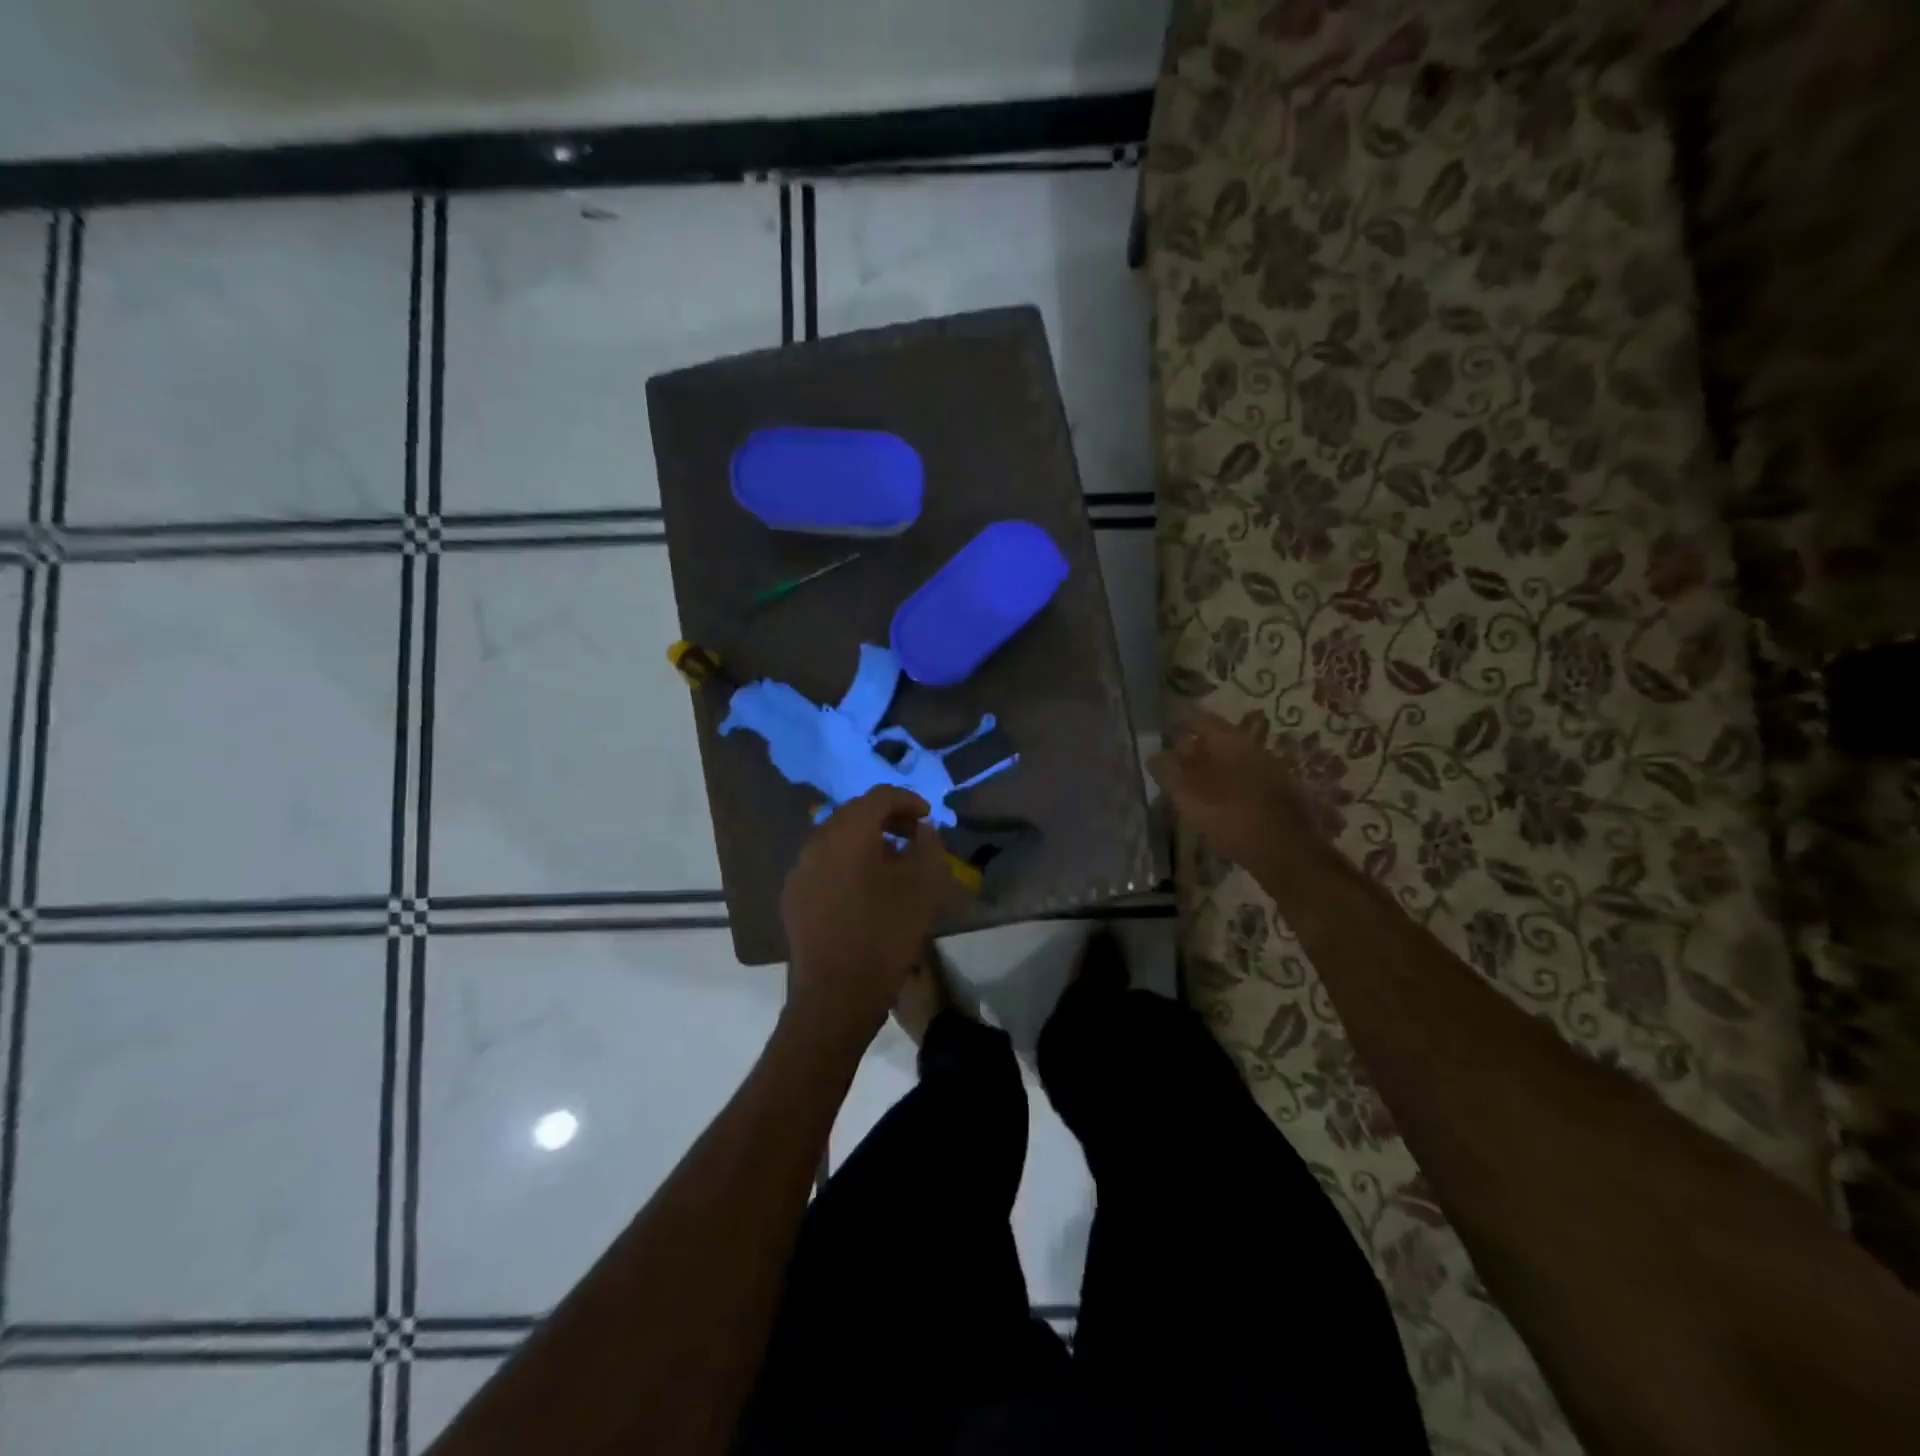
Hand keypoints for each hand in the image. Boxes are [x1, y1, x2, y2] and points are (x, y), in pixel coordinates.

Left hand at [780, 786, 952, 1044]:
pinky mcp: (793, 896)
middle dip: (887, 818)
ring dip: (866, 841)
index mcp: (848, 832)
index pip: (879, 796)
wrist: (836, 993)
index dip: (908, 800)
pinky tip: (864, 889)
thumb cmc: (885, 933)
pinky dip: (847, 863)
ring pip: (837, 839)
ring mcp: (800, 869)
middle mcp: (817, 841)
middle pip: (854, 814)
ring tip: (892, 862)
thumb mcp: (922, 886)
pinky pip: (824, 865)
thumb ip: (927, 846)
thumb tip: (922, 831)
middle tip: (913, 835)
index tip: (928, 816)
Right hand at [1148, 709, 1322, 874]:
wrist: (1283, 849)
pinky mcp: (1276, 794)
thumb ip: (1167, 768)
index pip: (1198, 719)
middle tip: (1171, 765)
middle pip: (1216, 739)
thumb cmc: (1229, 813)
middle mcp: (1251, 746)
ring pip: (1230, 761)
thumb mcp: (1186, 791)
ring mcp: (1267, 769)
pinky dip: (1225, 786)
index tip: (1161, 737)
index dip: (1177, 725)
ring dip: (1209, 770)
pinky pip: (1242, 780)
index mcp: (1229, 739)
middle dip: (1193, 749)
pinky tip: (1215, 804)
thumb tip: (1155, 755)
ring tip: (1189, 788)